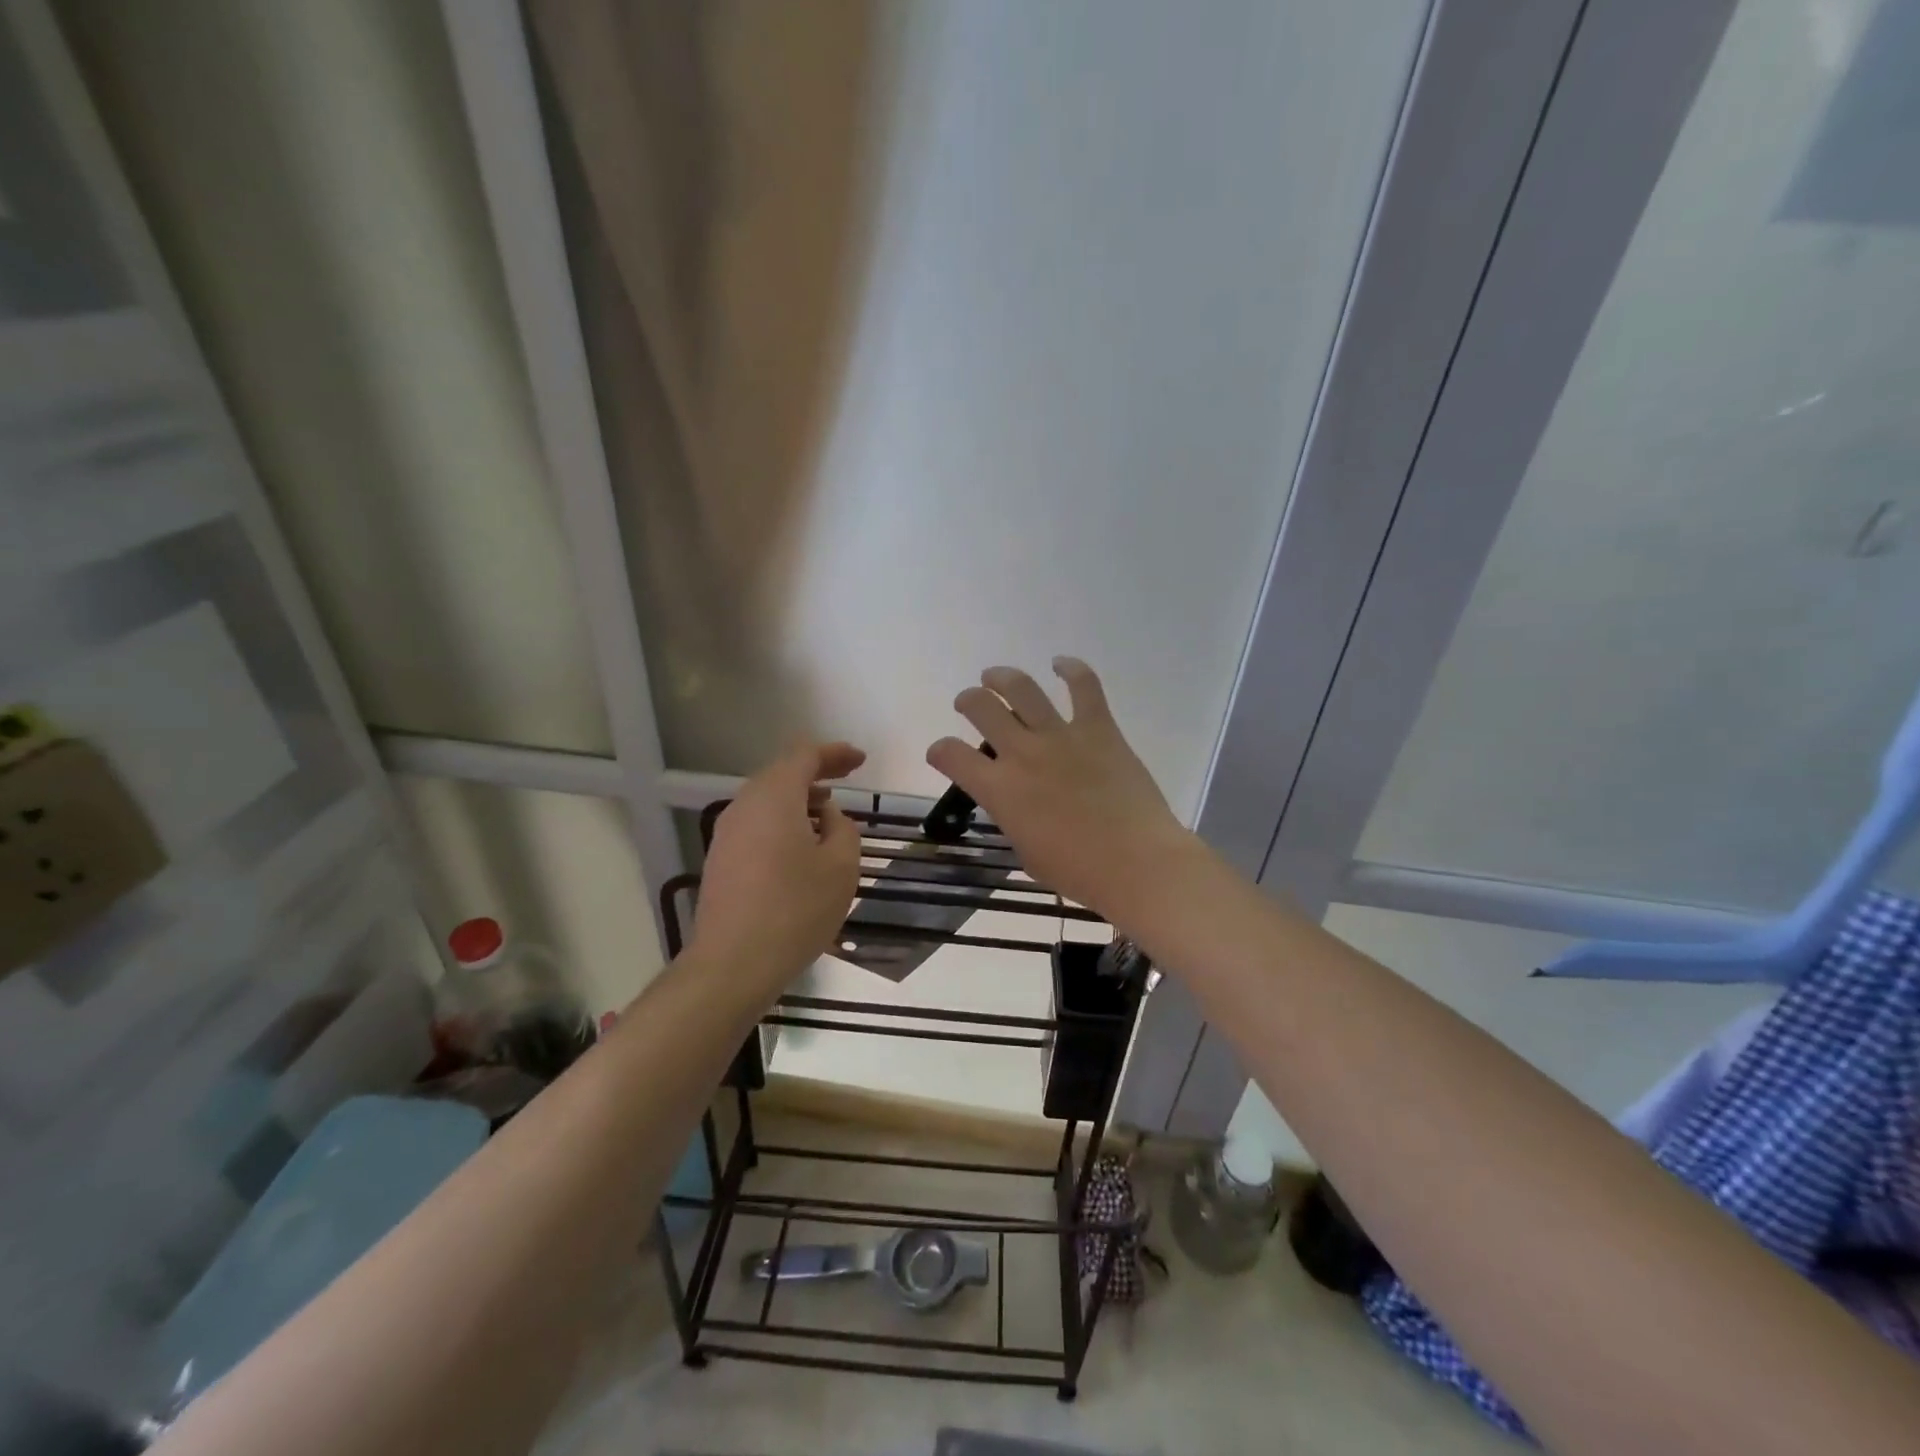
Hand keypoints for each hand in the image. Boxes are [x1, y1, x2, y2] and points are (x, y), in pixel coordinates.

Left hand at [692, 742, 865, 989]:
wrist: (733, 964)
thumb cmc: (795, 909)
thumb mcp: (841, 866)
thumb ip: (843, 828)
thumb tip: (828, 816)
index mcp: (774, 797)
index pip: (804, 756)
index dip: (834, 753)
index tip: (861, 760)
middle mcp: (744, 806)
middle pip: (781, 774)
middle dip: (816, 772)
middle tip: (847, 778)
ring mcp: (727, 834)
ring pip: (767, 800)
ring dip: (798, 799)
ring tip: (827, 813)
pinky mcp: (721, 860)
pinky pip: (757, 825)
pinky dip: (782, 821)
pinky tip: (800, 846)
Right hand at [927, 658, 1199, 923]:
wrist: (1136, 863)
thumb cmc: (1078, 871)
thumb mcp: (1027, 853)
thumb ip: (1014, 819)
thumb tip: (1017, 804)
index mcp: (999, 790)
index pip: (950, 755)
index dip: (939, 751)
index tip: (942, 753)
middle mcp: (1023, 753)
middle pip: (982, 708)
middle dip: (968, 701)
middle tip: (970, 703)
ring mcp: (1061, 736)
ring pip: (1021, 688)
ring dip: (1002, 677)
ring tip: (994, 676)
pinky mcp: (1099, 728)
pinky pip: (1084, 686)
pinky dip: (1071, 669)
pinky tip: (1061, 664)